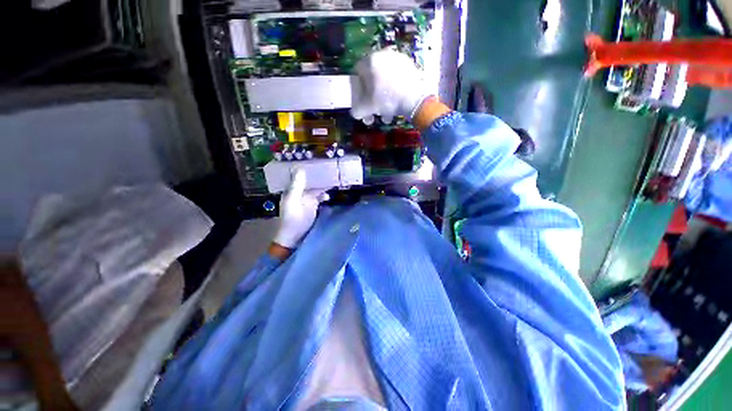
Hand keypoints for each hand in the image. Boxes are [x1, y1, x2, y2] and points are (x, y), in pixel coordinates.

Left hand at [273, 169, 328, 248]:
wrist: (294, 237)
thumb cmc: (292, 219)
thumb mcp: (293, 201)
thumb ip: (297, 186)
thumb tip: (300, 168)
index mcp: (292, 189)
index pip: (299, 174)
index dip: (306, 167)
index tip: (316, 160)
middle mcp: (299, 192)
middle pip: (309, 180)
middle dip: (317, 175)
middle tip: (328, 169)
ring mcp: (307, 199)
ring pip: (316, 188)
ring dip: (323, 185)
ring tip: (332, 180)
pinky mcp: (313, 205)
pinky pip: (320, 197)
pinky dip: (324, 195)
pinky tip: (328, 197)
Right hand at [350, 49, 430, 124]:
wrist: (414, 99)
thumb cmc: (387, 100)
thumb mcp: (366, 108)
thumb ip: (356, 110)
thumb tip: (356, 112)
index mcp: (370, 61)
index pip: (356, 73)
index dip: (357, 90)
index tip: (362, 102)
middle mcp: (383, 55)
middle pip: (372, 79)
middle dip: (372, 99)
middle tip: (374, 113)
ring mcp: (397, 59)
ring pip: (384, 82)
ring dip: (383, 100)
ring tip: (387, 115)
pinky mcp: (409, 66)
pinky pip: (396, 80)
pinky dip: (393, 92)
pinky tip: (396, 106)